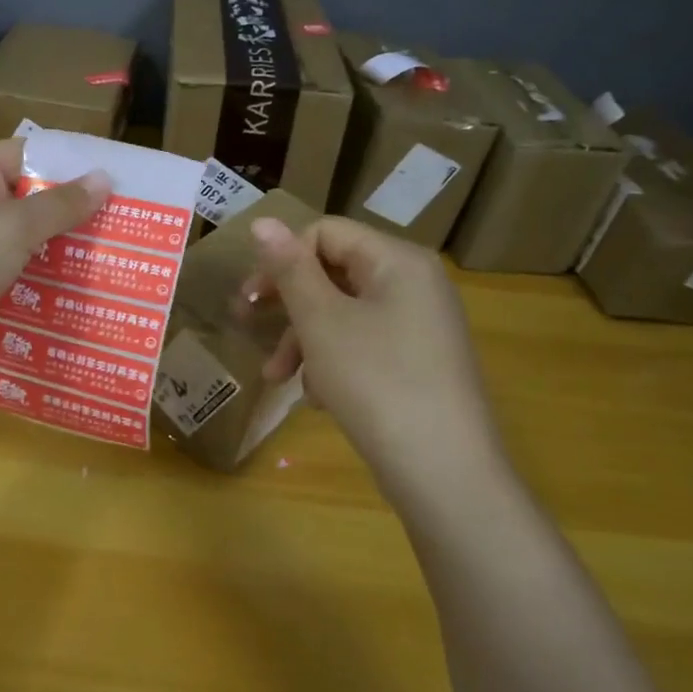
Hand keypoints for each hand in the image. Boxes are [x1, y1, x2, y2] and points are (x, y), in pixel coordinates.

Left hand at [0, 139, 109, 391]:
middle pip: (24, 200)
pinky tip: (74, 292)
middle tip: (122, 222)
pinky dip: (38, 282)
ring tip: (110, 256)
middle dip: (69, 211)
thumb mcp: (14, 225)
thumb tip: (104, 178)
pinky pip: (10, 277)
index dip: (67, 162)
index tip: (113, 178)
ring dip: (57, 250)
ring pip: (20, 243)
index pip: (23, 154)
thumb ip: (61, 203)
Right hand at [248, 216, 508, 503]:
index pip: (325, 233)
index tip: (250, 299)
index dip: (281, 259)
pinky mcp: (418, 363)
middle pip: (333, 273)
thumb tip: (262, 220)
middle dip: (288, 305)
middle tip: (248, 327)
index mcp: (397, 261)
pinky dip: (332, 362)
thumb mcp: (321, 321)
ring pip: (343, 314)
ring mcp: (420, 326)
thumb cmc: (375, 382)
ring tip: (278, 378)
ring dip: (303, 340)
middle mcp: (414, 284)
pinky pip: (362, 344)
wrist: (443, 471)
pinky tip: (317, 398)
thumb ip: (290, 269)